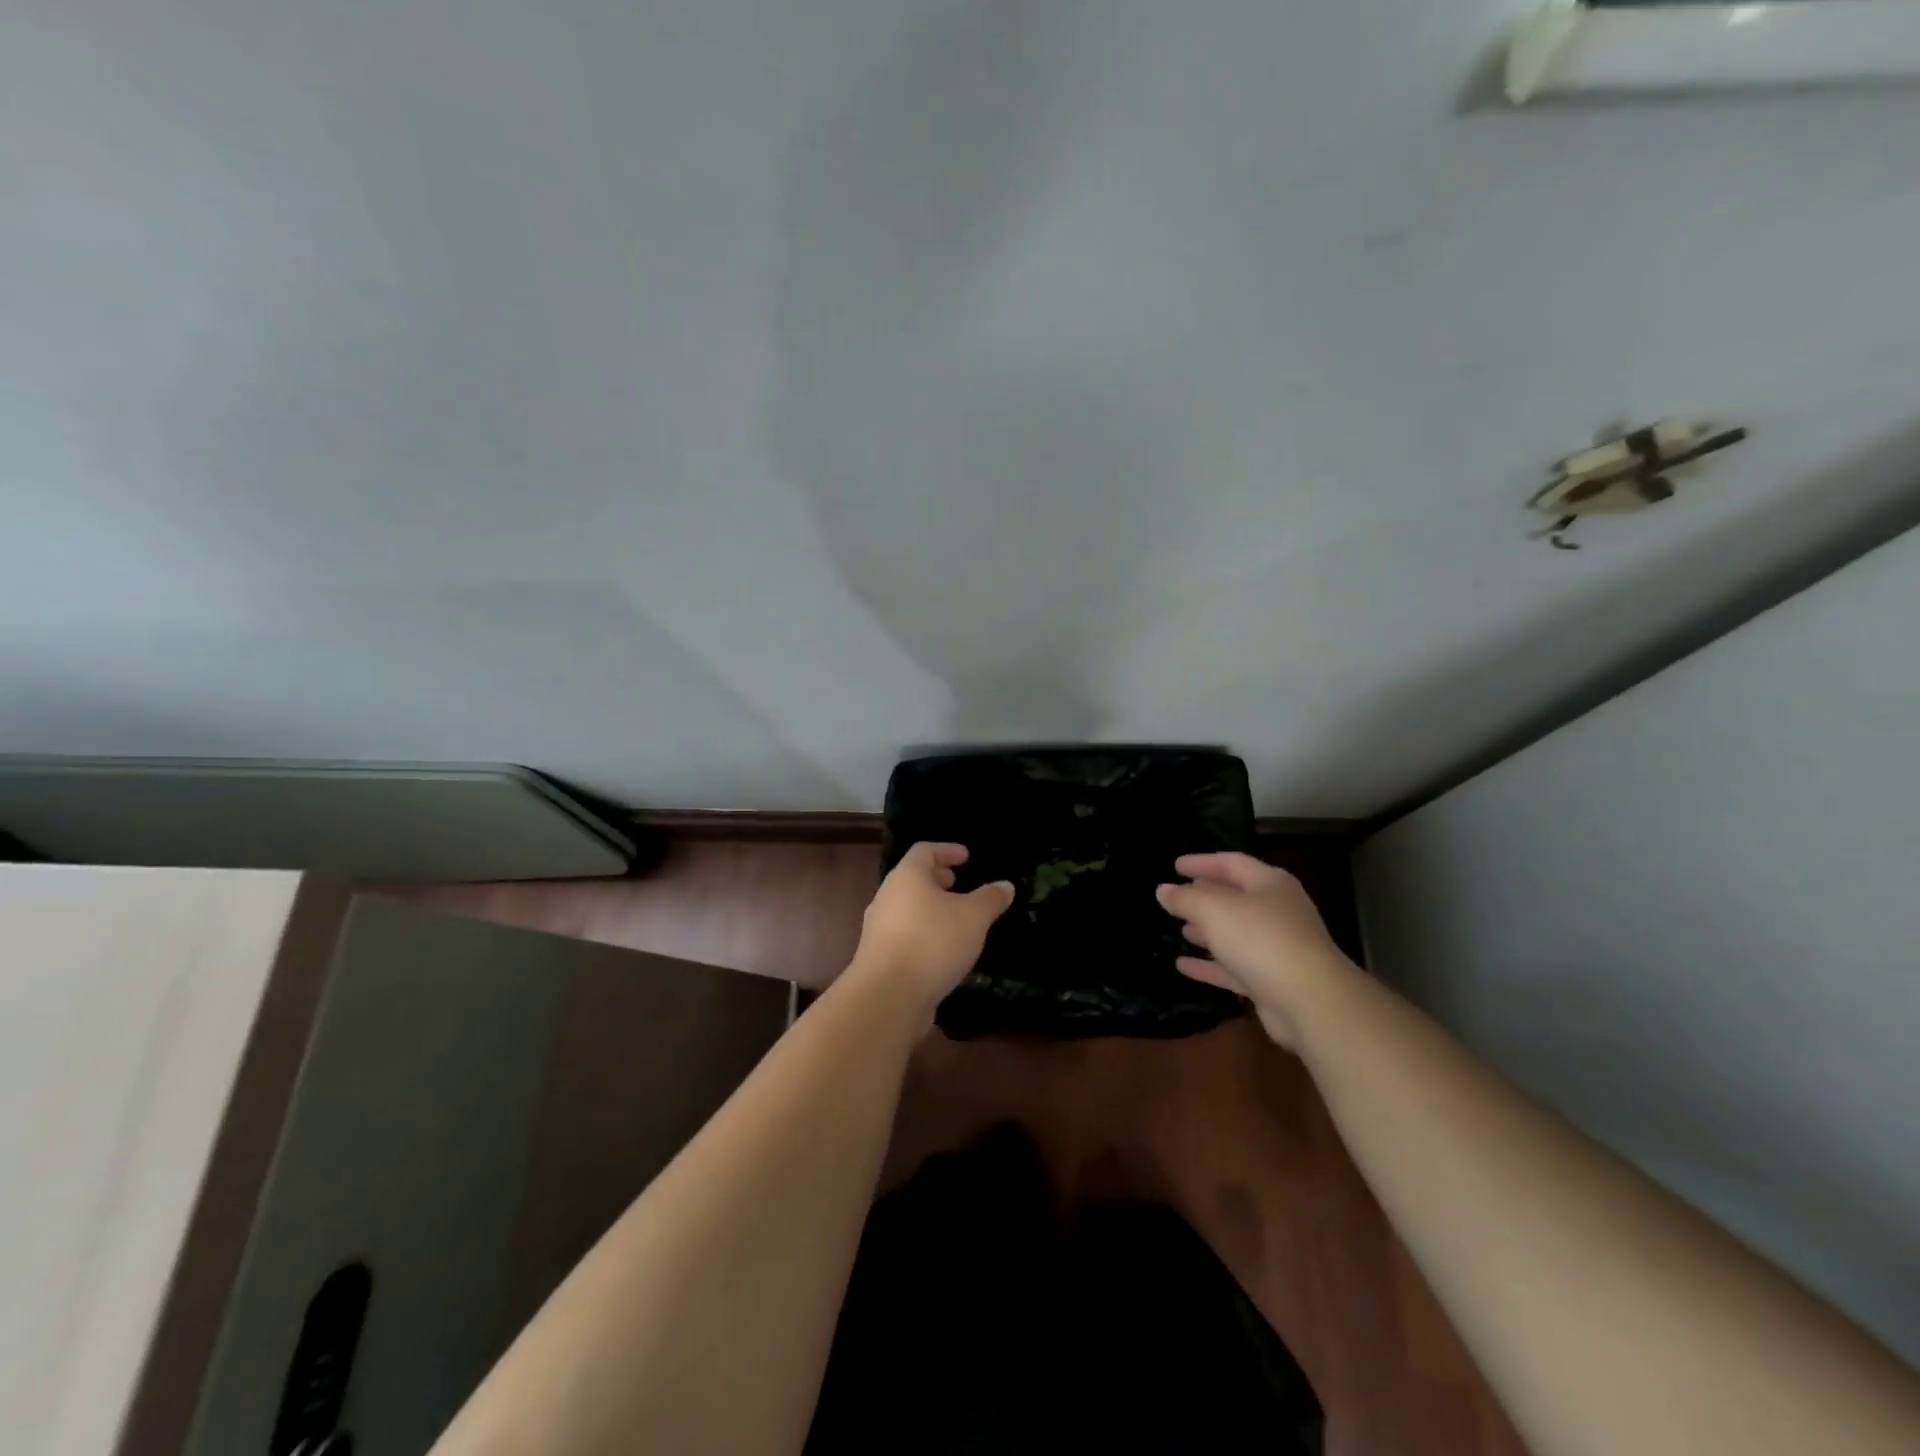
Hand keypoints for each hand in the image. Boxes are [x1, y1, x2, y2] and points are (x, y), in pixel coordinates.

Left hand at [850, 843, 1014, 1014]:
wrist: (888, 996)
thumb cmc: (933, 942)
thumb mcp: (973, 917)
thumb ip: (990, 899)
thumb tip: (1005, 885)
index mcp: (907, 877)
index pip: (924, 851)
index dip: (946, 850)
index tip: (966, 857)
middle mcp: (887, 896)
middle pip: (912, 879)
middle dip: (937, 879)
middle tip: (958, 883)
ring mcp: (878, 928)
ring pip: (907, 907)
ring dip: (929, 907)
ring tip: (954, 918)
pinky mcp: (878, 956)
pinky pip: (903, 933)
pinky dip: (922, 932)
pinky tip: (941, 950)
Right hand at [1156, 852, 1351, 1047]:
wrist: (1310, 1001)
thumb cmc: (1261, 940)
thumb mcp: (1214, 910)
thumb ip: (1185, 899)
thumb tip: (1163, 890)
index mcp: (1270, 884)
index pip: (1232, 863)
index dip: (1202, 862)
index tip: (1175, 866)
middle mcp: (1277, 911)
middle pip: (1236, 898)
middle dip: (1206, 897)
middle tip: (1177, 898)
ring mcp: (1277, 948)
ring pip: (1236, 933)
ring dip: (1208, 931)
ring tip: (1181, 929)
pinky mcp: (1272, 981)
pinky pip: (1234, 967)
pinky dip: (1210, 965)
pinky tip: (1183, 966)